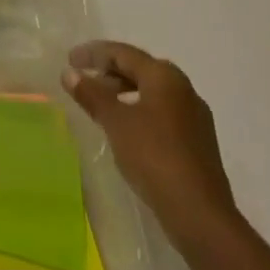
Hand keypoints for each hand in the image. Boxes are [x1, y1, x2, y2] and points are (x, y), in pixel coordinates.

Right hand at [63, 41, 238, 246]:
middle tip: (85, 81)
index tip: (70, 60)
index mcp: (164, 76)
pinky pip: (162, 114)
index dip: (93, 53)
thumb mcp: (115, 122)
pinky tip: (126, 130)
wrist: (200, 216)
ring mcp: (194, 117)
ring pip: (152, 93)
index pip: (123, 53)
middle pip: (139, 70)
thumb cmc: (154, 157)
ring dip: (124, 93)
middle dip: (109, 72)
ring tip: (101, 106)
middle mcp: (184, 89)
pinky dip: (139, 112)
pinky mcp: (198, 143)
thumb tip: (69, 73)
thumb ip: (91, 94)